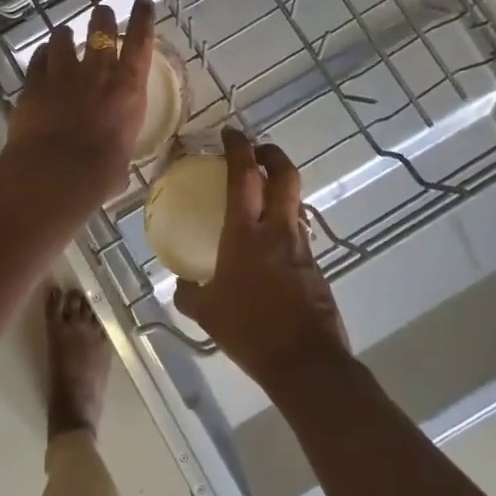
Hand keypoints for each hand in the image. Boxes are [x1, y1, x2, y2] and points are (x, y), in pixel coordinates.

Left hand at [3, 0, 155, 206]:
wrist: (55, 172)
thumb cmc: (98, 174)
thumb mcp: (120, 164)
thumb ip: (118, 158)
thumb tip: (116, 173)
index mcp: (128, 89)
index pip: (141, 43)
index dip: (143, 19)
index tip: (143, 3)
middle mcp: (98, 73)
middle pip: (101, 30)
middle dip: (102, 18)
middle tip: (101, 12)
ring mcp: (63, 74)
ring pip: (63, 39)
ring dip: (65, 35)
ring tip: (64, 34)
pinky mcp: (34, 83)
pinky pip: (38, 60)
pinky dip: (42, 56)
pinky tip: (42, 57)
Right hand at [174, 129, 350, 387]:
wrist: (305, 362)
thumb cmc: (249, 330)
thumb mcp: (207, 313)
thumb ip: (190, 293)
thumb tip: (180, 284)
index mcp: (245, 233)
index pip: (244, 176)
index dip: (238, 148)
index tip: (230, 133)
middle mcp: (277, 231)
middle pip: (284, 175)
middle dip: (271, 154)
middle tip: (256, 150)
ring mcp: (301, 248)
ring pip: (294, 203)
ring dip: (280, 189)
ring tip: (261, 195)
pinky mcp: (315, 268)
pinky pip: (298, 233)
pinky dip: (284, 224)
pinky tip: (270, 244)